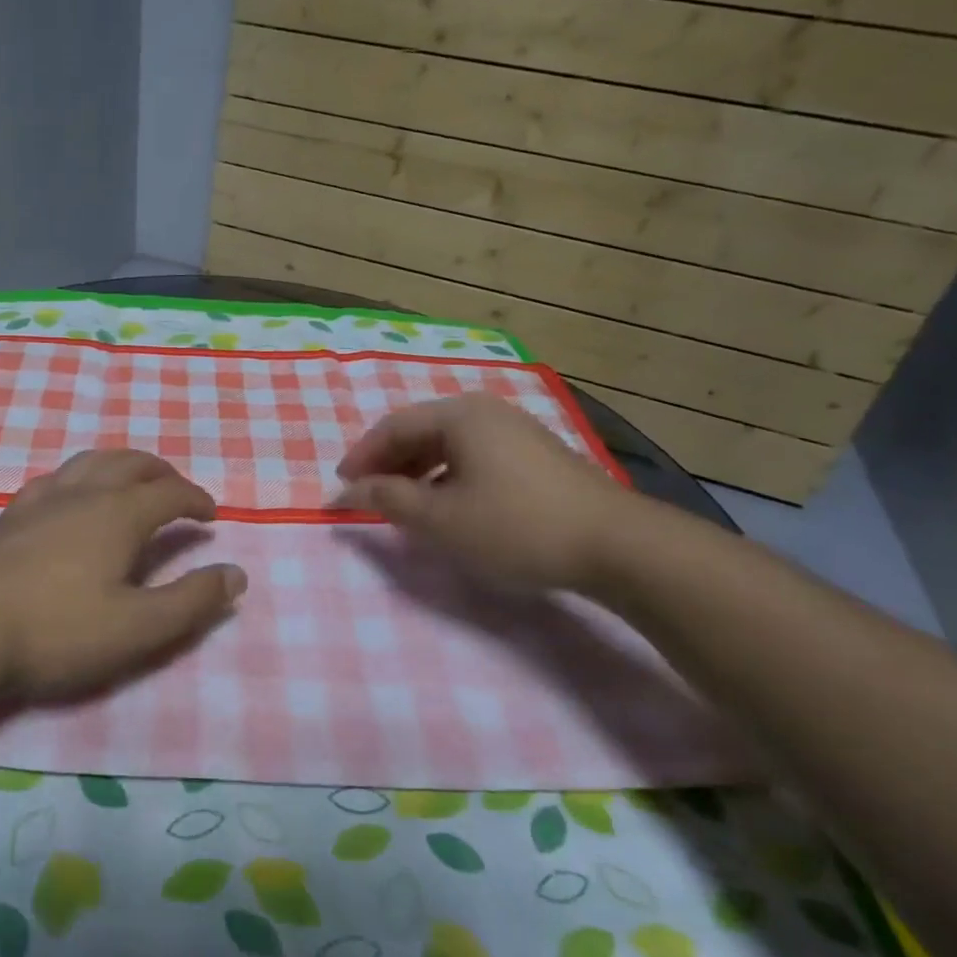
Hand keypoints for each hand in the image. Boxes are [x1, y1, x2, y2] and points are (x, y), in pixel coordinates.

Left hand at [0, 449, 245, 702]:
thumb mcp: (138, 628)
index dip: (197, 500)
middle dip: (162, 473)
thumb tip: (236, 574)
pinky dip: (81, 476)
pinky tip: (72, 495)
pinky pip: (56, 477)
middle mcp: (85, 493)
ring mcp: (43, 499)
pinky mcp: (12, 514)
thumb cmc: (58, 630)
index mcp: (120, 513)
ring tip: (132, 482)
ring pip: (92, 461)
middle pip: (132, 463)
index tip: (211, 516)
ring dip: (122, 465)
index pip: (171, 493)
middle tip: (178, 492)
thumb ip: (192, 601)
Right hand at [335, 394, 631, 593]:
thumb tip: (346, 491)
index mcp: (459, 415)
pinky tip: (448, 504)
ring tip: (402, 502)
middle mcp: (485, 410)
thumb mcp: (439, 519)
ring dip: (417, 471)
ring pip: (448, 444)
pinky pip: (474, 455)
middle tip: (367, 495)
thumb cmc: (515, 526)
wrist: (616, 545)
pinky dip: (447, 475)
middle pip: (420, 430)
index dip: (361, 458)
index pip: (392, 427)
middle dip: (388, 463)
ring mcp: (515, 429)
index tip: (340, 488)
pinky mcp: (535, 453)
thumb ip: (387, 500)